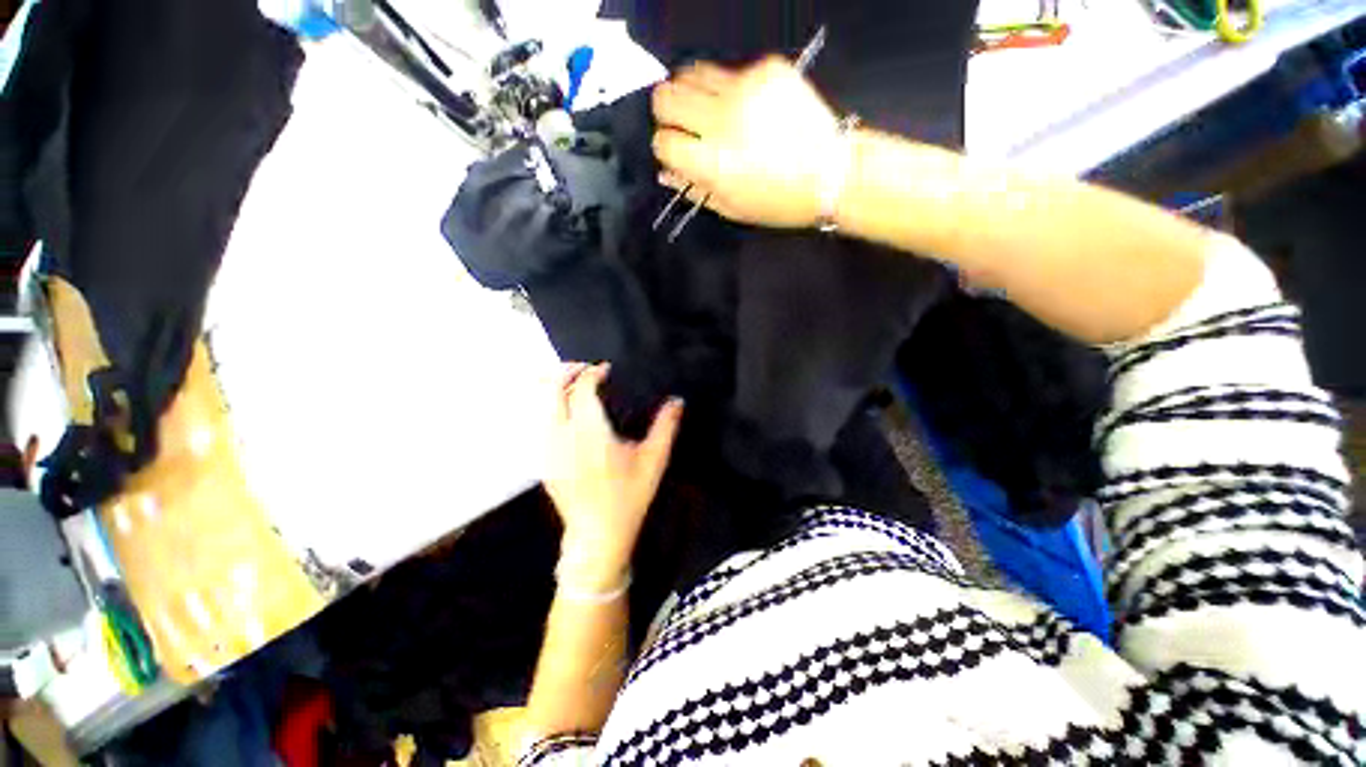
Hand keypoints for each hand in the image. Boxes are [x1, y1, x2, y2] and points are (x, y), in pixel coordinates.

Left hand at [544, 363, 682, 582]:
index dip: (592, 372)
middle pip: (551, 390)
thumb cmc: (628, 497)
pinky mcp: (542, 461)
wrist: (597, 536)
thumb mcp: (653, 461)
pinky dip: (550, 406)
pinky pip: (540, 422)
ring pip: (541, 405)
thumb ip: (665, 427)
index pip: (582, 388)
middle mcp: (562, 435)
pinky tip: (566, 410)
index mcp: (590, 432)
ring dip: (555, 387)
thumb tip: (677, 400)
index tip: (605, 369)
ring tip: (574, 382)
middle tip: (585, 368)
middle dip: (566, 371)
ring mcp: (547, 449)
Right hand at [652, 57, 841, 228]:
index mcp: (711, 162)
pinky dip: (731, 88)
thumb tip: (668, 172)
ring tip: (709, 111)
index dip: (666, 147)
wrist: (832, 174)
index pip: (663, 141)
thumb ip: (695, 189)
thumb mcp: (732, 208)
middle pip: (666, 96)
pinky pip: (732, 71)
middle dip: (668, 112)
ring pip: (692, 73)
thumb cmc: (780, 201)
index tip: (676, 150)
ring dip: (692, 93)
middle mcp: (722, 119)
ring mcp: (745, 88)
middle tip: (683, 123)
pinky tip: (749, 107)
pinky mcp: (768, 70)